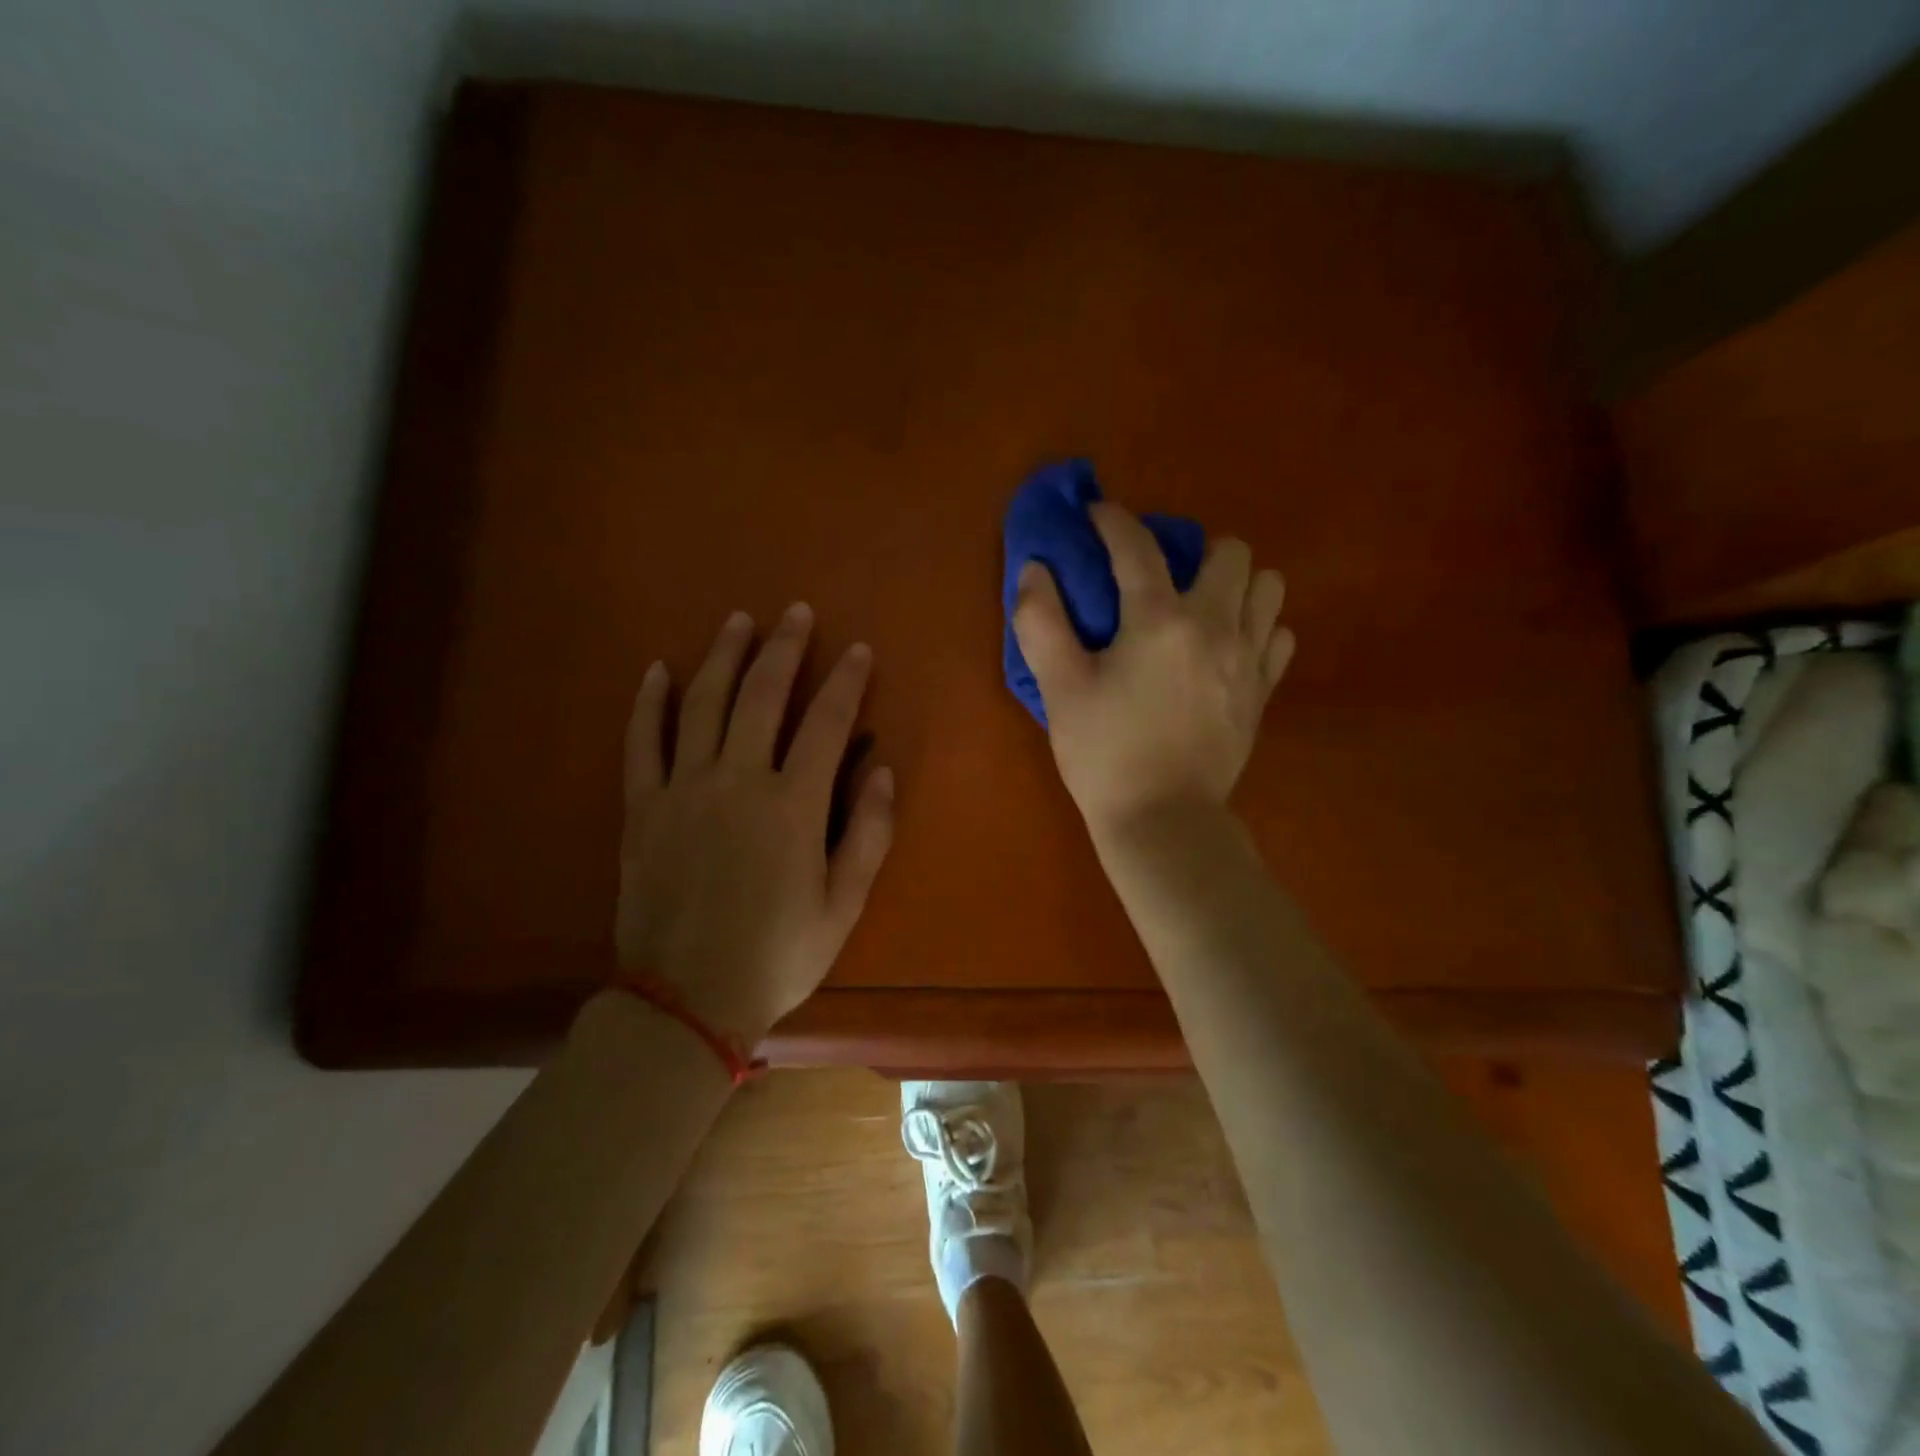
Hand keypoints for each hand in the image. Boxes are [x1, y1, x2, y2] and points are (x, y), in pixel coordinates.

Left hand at [615, 604, 894, 1043]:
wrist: (685, 1000)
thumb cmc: (777, 955)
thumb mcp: (844, 905)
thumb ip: (869, 834)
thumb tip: (883, 771)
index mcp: (792, 805)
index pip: (826, 723)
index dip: (845, 682)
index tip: (857, 650)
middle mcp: (737, 781)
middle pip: (761, 696)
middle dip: (784, 649)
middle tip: (796, 612)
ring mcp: (683, 789)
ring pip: (702, 704)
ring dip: (723, 657)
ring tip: (737, 620)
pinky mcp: (643, 808)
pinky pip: (643, 742)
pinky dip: (650, 703)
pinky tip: (659, 670)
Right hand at [1012, 502, 1293, 837]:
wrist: (1164, 821)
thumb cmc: (1105, 754)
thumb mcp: (1060, 689)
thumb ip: (1042, 621)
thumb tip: (1035, 569)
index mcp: (1159, 620)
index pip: (1137, 546)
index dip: (1113, 521)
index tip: (1097, 514)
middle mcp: (1215, 625)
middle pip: (1230, 551)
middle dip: (1194, 549)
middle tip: (1161, 577)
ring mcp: (1248, 658)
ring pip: (1268, 587)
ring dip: (1236, 584)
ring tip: (1202, 607)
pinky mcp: (1262, 691)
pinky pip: (1278, 635)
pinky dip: (1256, 627)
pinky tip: (1227, 646)